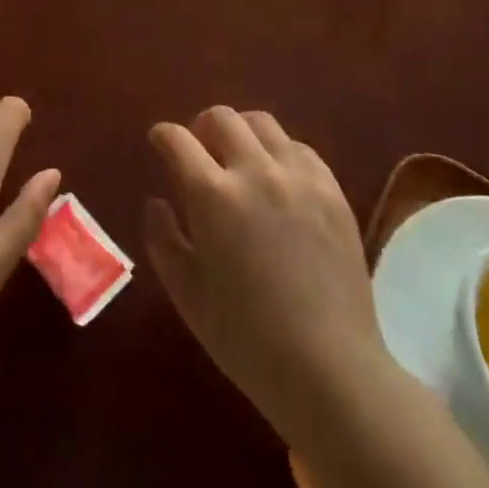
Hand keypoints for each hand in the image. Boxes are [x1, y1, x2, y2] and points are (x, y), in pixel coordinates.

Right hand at [145, 107, 386, 442]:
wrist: (330, 370)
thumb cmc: (247, 341)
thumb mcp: (188, 296)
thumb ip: (163, 240)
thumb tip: (156, 202)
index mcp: (213, 195)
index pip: (178, 139)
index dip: (162, 135)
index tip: (159, 141)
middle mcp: (255, 171)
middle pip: (221, 117)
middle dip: (201, 126)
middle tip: (199, 149)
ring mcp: (298, 177)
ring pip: (262, 123)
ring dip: (241, 132)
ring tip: (239, 158)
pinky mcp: (332, 190)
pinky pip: (299, 148)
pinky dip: (279, 152)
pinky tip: (278, 179)